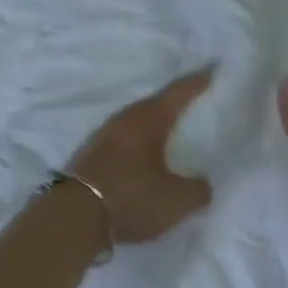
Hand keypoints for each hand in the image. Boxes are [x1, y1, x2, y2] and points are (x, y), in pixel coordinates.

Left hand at [69, 68, 214, 243]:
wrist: (72, 219)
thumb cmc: (130, 197)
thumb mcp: (177, 200)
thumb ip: (198, 189)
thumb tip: (202, 185)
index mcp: (148, 118)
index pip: (179, 91)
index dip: (200, 80)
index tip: (215, 68)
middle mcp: (125, 118)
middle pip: (158, 104)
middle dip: (179, 104)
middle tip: (201, 102)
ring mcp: (105, 136)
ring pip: (139, 123)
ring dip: (158, 126)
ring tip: (178, 132)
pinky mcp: (93, 155)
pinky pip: (127, 141)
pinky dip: (142, 144)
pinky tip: (150, 157)